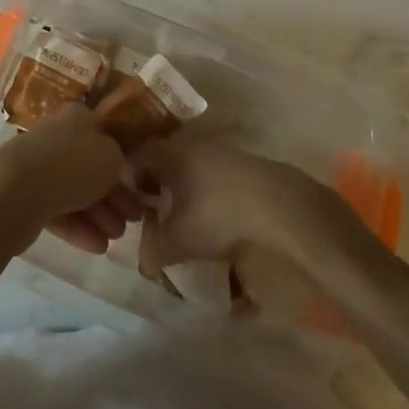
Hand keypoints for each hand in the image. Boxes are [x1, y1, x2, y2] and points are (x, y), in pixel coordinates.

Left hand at [0, 104, 147, 256]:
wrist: (14, 192)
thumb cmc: (71, 166)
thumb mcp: (112, 157)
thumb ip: (120, 160)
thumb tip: (116, 167)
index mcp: (77, 118)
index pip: (107, 137)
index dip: (125, 162)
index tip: (141, 187)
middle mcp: (57, 137)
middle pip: (91, 167)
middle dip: (114, 195)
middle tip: (133, 218)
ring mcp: (38, 166)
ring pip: (76, 191)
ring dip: (100, 214)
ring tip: (116, 237)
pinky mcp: (25, 196)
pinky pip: (58, 210)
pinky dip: (78, 227)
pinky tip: (97, 246)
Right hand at [130, 137, 340, 283]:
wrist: (280, 206)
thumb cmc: (218, 215)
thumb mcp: (179, 241)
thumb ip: (154, 250)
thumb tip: (144, 263)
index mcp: (168, 154)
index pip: (135, 160)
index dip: (129, 185)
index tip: (133, 211)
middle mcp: (190, 145)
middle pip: (163, 164)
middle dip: (157, 190)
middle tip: (157, 218)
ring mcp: (220, 152)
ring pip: (189, 169)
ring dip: (184, 193)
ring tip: (188, 222)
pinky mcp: (244, 164)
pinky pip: (213, 176)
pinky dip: (207, 194)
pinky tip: (217, 218)